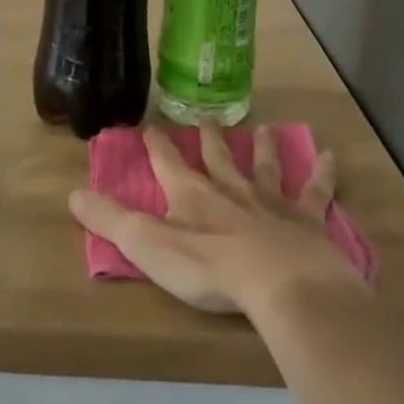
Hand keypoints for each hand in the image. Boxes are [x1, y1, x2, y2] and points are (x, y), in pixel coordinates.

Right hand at [68, 124, 366, 315]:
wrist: (281, 283)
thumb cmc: (210, 268)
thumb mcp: (148, 246)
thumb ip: (111, 220)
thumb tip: (73, 193)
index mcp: (192, 195)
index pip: (168, 163)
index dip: (158, 146)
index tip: (150, 127)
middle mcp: (231, 189)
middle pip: (218, 158)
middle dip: (210, 140)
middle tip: (208, 120)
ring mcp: (272, 202)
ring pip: (265, 167)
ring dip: (263, 148)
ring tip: (264, 129)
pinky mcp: (307, 220)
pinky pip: (315, 191)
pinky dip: (323, 174)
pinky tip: (331, 156)